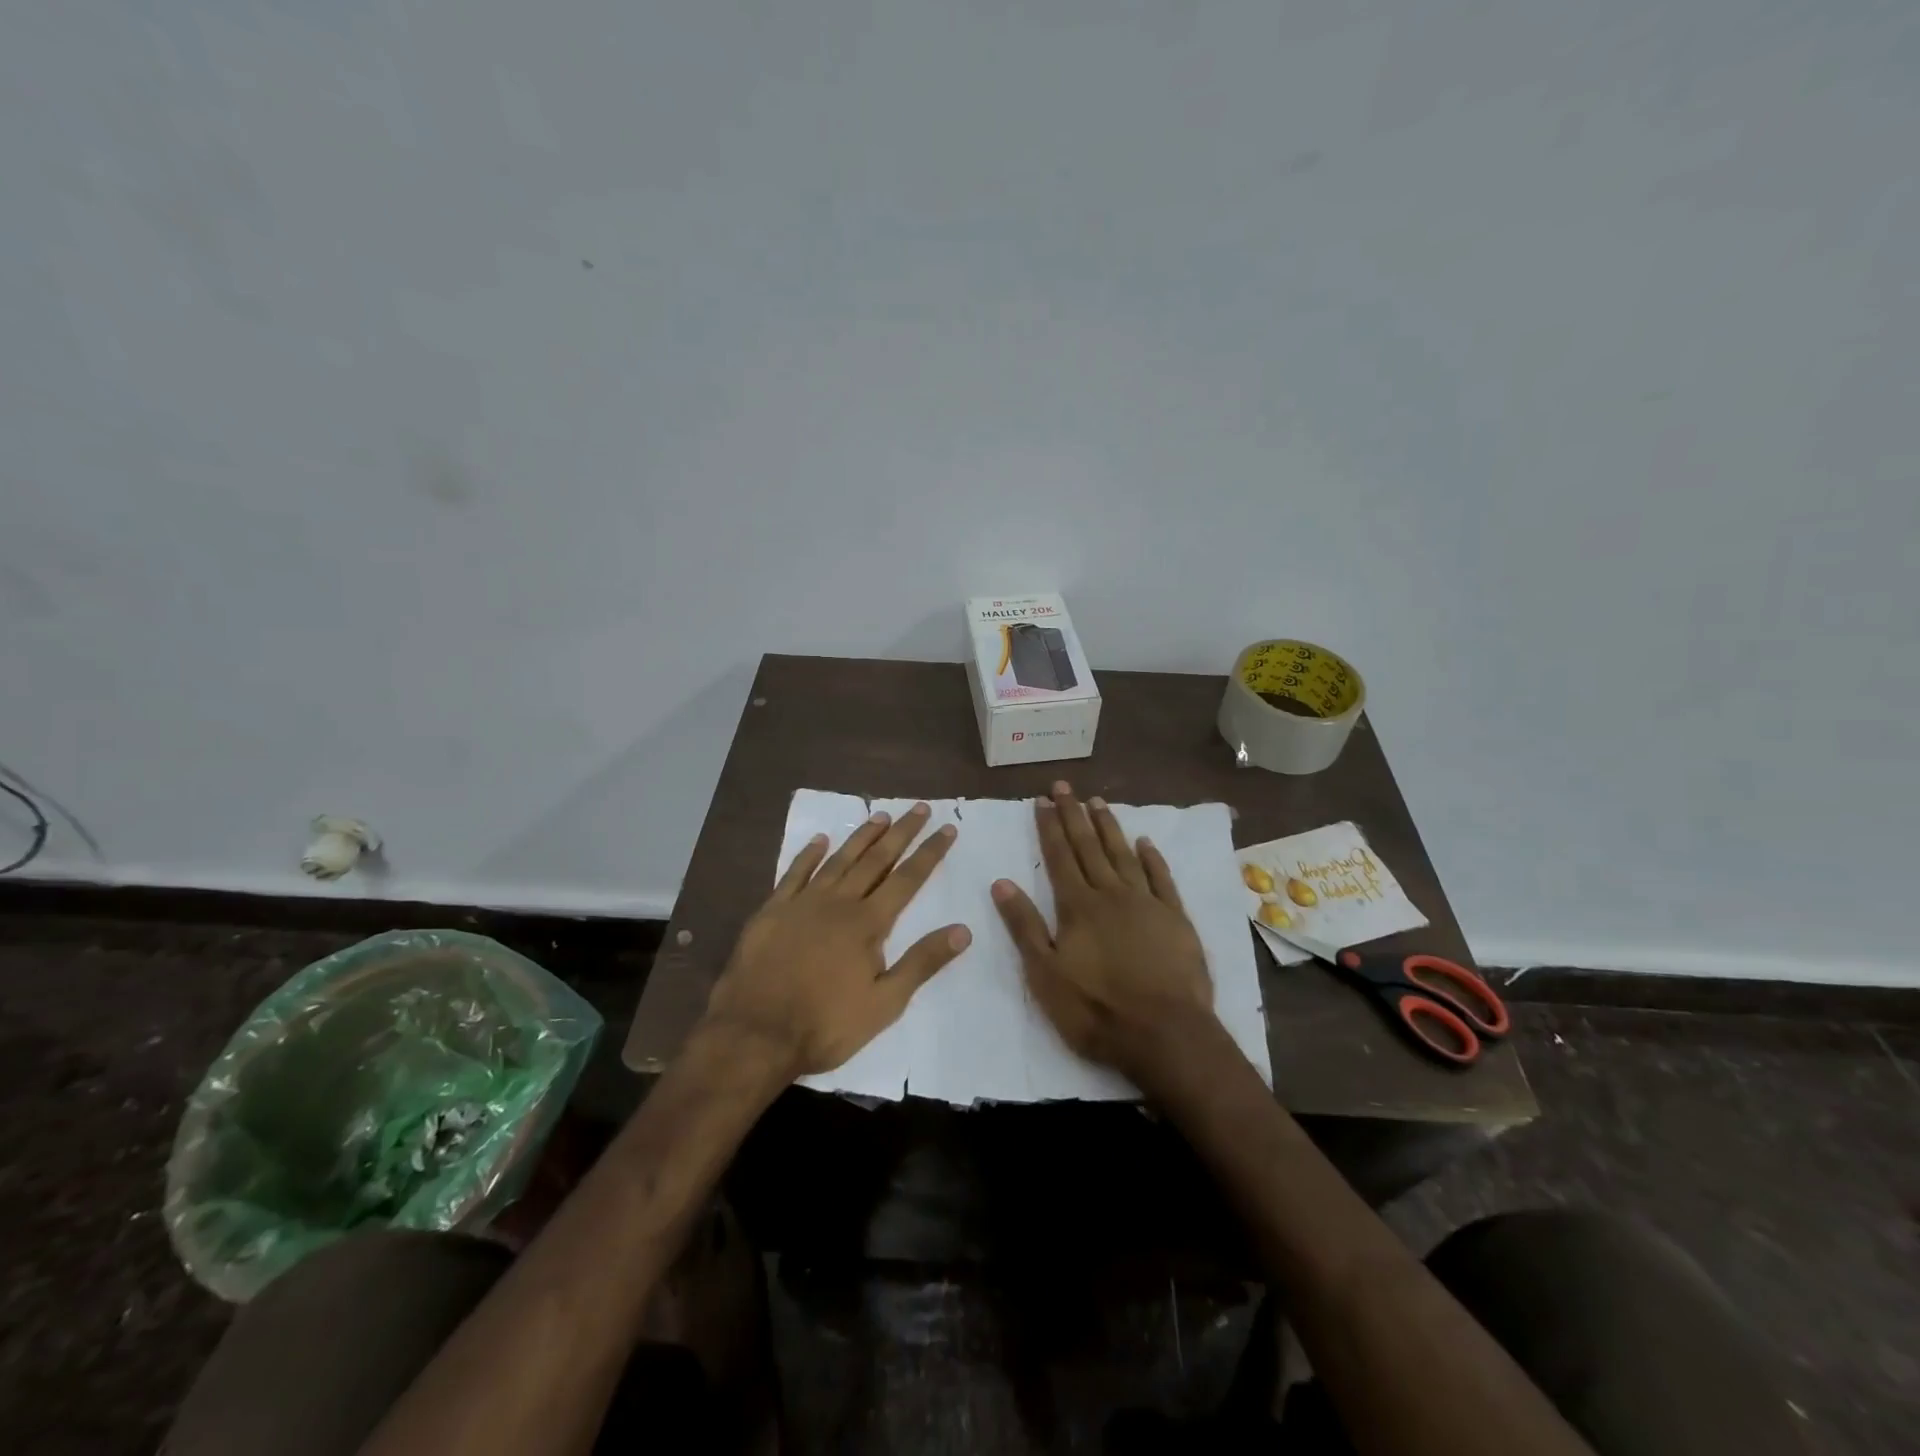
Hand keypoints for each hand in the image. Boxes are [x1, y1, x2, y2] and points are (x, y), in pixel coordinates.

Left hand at [704, 802, 971, 1077]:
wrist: (754, 1033)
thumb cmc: (825, 1024)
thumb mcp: (884, 1004)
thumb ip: (922, 963)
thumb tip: (963, 930)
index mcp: (867, 924)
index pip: (908, 879)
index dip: (929, 853)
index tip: (946, 829)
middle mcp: (838, 902)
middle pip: (876, 860)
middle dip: (901, 833)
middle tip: (919, 808)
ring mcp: (802, 903)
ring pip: (839, 860)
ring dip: (862, 836)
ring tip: (880, 815)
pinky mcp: (772, 910)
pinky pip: (794, 873)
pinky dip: (809, 854)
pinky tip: (820, 840)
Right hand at [991, 782, 1217, 1088]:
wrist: (1166, 1034)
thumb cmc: (1096, 1010)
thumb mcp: (1045, 975)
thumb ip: (1025, 926)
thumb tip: (1002, 882)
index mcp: (1077, 907)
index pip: (1059, 857)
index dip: (1049, 827)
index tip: (1042, 800)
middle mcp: (1111, 894)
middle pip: (1089, 846)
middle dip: (1074, 815)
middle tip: (1064, 786)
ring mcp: (1146, 903)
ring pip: (1123, 854)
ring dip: (1108, 827)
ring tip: (1097, 801)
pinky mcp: (1176, 918)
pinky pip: (1161, 878)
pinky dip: (1152, 858)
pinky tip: (1145, 842)